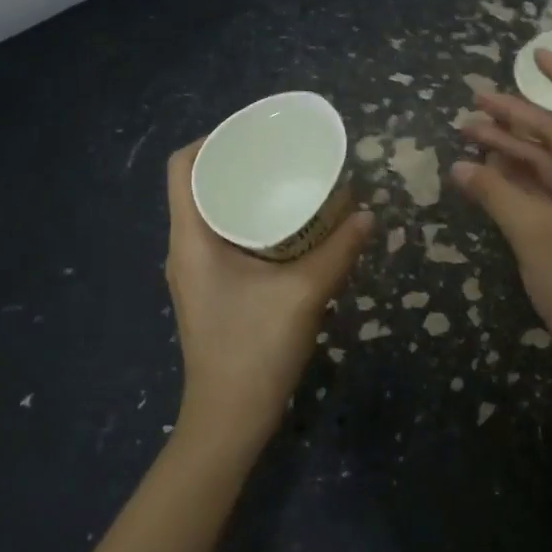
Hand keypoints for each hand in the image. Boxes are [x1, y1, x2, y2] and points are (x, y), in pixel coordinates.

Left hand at [165, 141, 373, 445]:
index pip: (183, 167)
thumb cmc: (255, 350)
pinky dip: (247, 220)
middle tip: (280, 152)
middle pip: (198, 185)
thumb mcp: (304, 294)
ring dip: (242, 192)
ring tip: (285, 179)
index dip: (212, 138)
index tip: (254, 132)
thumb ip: (339, 251)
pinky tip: (285, 226)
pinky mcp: (209, 289)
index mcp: (192, 239)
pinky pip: (221, 236)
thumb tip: (368, 214)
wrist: (229, 419)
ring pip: (210, 212)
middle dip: (235, 162)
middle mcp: (185, 248)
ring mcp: (194, 272)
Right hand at [452, 52, 551, 393]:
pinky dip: (515, 177)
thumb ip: (495, 192)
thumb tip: (458, 167)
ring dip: (510, 146)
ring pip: (547, 161)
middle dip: (516, 116)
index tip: (534, 56)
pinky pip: (543, 188)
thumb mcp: (532, 232)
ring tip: (466, 131)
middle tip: (473, 100)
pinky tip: (483, 167)